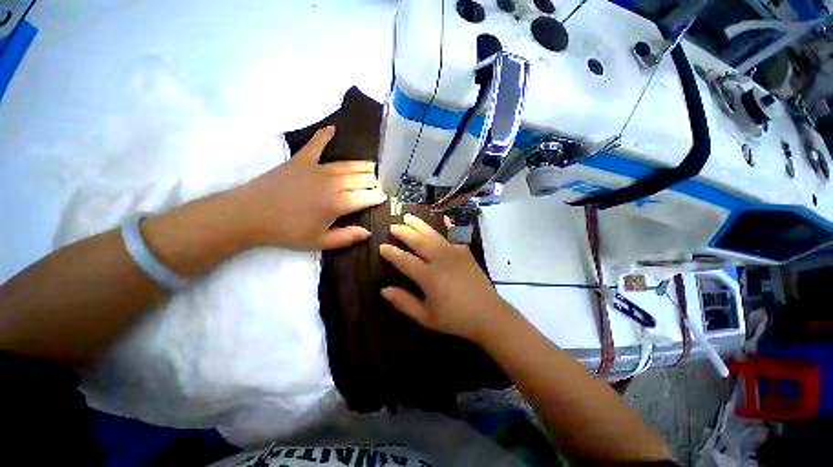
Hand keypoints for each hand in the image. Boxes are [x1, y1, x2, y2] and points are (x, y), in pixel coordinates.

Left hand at [230, 126, 386, 249]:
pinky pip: (316, 144)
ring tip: (371, 166)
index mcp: (337, 204)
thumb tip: (368, 232)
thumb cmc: (288, 232)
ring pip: (347, 165)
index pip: (365, 197)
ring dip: (361, 165)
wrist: (250, 215)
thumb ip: (347, 237)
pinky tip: (333, 128)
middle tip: (378, 183)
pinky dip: (324, 135)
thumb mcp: (320, 242)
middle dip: (373, 181)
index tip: (384, 197)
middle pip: (359, 179)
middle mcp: (332, 183)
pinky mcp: (301, 160)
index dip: (377, 197)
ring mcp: (317, 169)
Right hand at [379, 214, 509, 342]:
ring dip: (420, 225)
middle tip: (393, 226)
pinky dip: (450, 226)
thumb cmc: (455, 319)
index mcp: (429, 277)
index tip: (381, 246)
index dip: (392, 253)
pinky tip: (444, 218)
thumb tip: (383, 290)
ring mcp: (455, 254)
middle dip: (404, 232)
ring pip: (434, 235)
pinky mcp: (466, 253)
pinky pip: (456, 235)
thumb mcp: (426, 317)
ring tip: (409, 216)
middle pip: (419, 242)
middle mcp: (440, 260)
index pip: (405, 260)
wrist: (488, 315)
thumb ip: (404, 303)